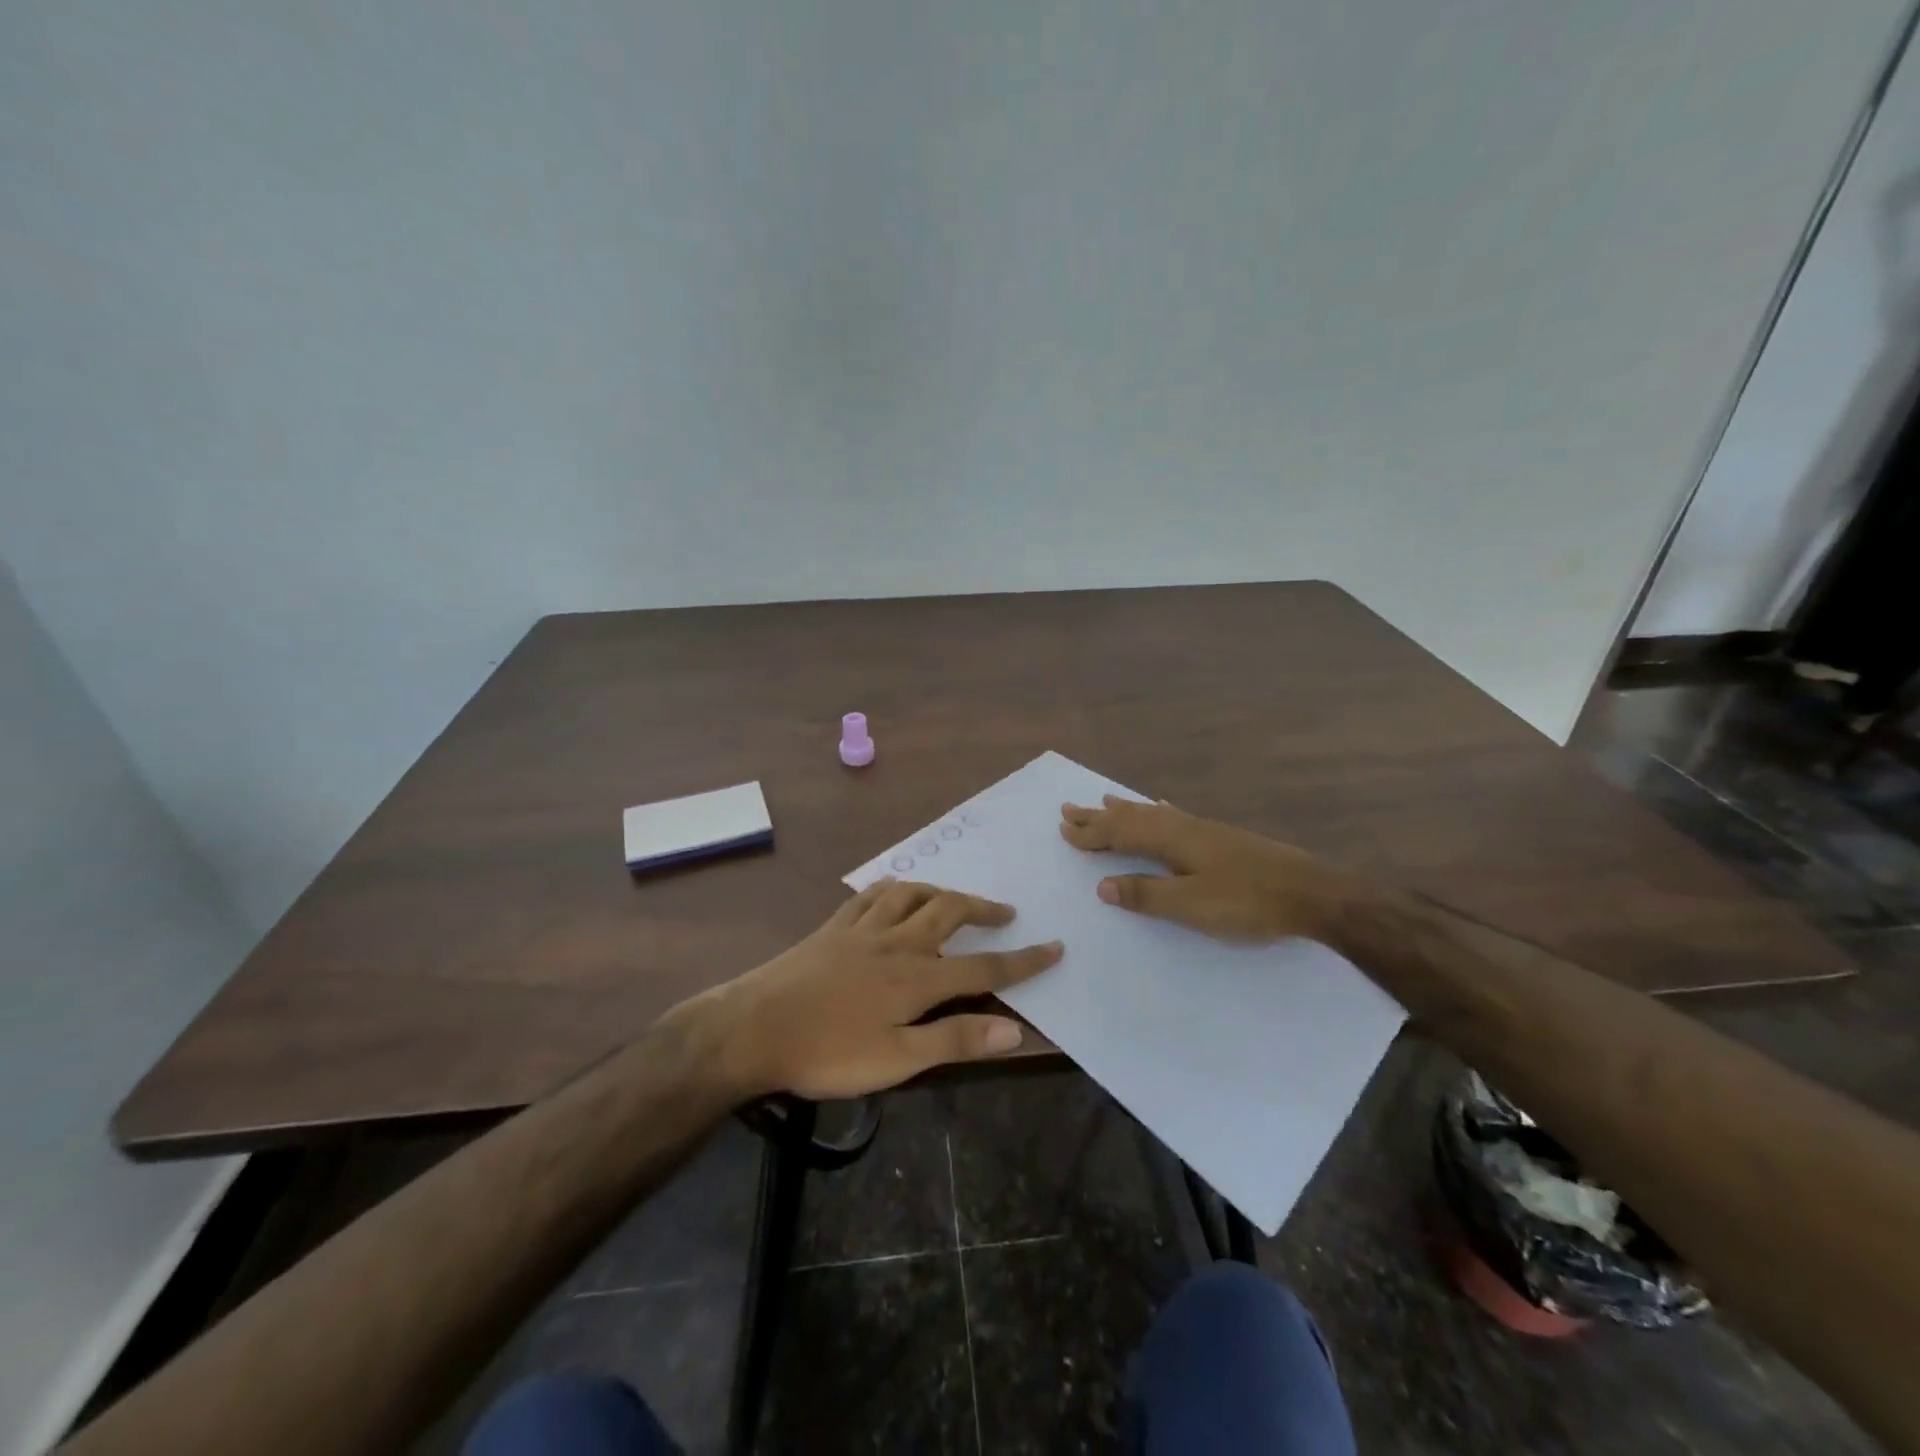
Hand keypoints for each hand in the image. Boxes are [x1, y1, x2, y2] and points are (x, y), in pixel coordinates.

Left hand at [698, 880, 1061, 1101]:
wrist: (753, 1027)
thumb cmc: (827, 1052)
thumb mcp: (896, 1060)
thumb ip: (955, 1041)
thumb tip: (1015, 1029)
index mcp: (917, 978)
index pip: (984, 967)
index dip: (1023, 960)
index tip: (1055, 947)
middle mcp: (896, 942)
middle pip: (949, 912)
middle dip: (983, 909)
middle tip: (1005, 913)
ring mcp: (862, 929)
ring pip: (911, 894)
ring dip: (940, 891)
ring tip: (954, 898)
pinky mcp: (833, 927)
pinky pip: (869, 894)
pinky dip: (891, 887)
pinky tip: (894, 888)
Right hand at [1059, 796, 1355, 943]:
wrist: (1312, 893)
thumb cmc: (1249, 902)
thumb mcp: (1192, 906)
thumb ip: (1146, 895)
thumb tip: (1103, 885)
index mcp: (1172, 841)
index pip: (1120, 833)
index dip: (1091, 833)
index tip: (1063, 829)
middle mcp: (1183, 826)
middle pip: (1132, 817)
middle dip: (1099, 816)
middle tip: (1069, 808)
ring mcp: (1204, 829)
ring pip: (1153, 813)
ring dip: (1124, 810)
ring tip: (1105, 801)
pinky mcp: (1221, 837)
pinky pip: (1175, 815)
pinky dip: (1158, 810)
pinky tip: (1163, 806)